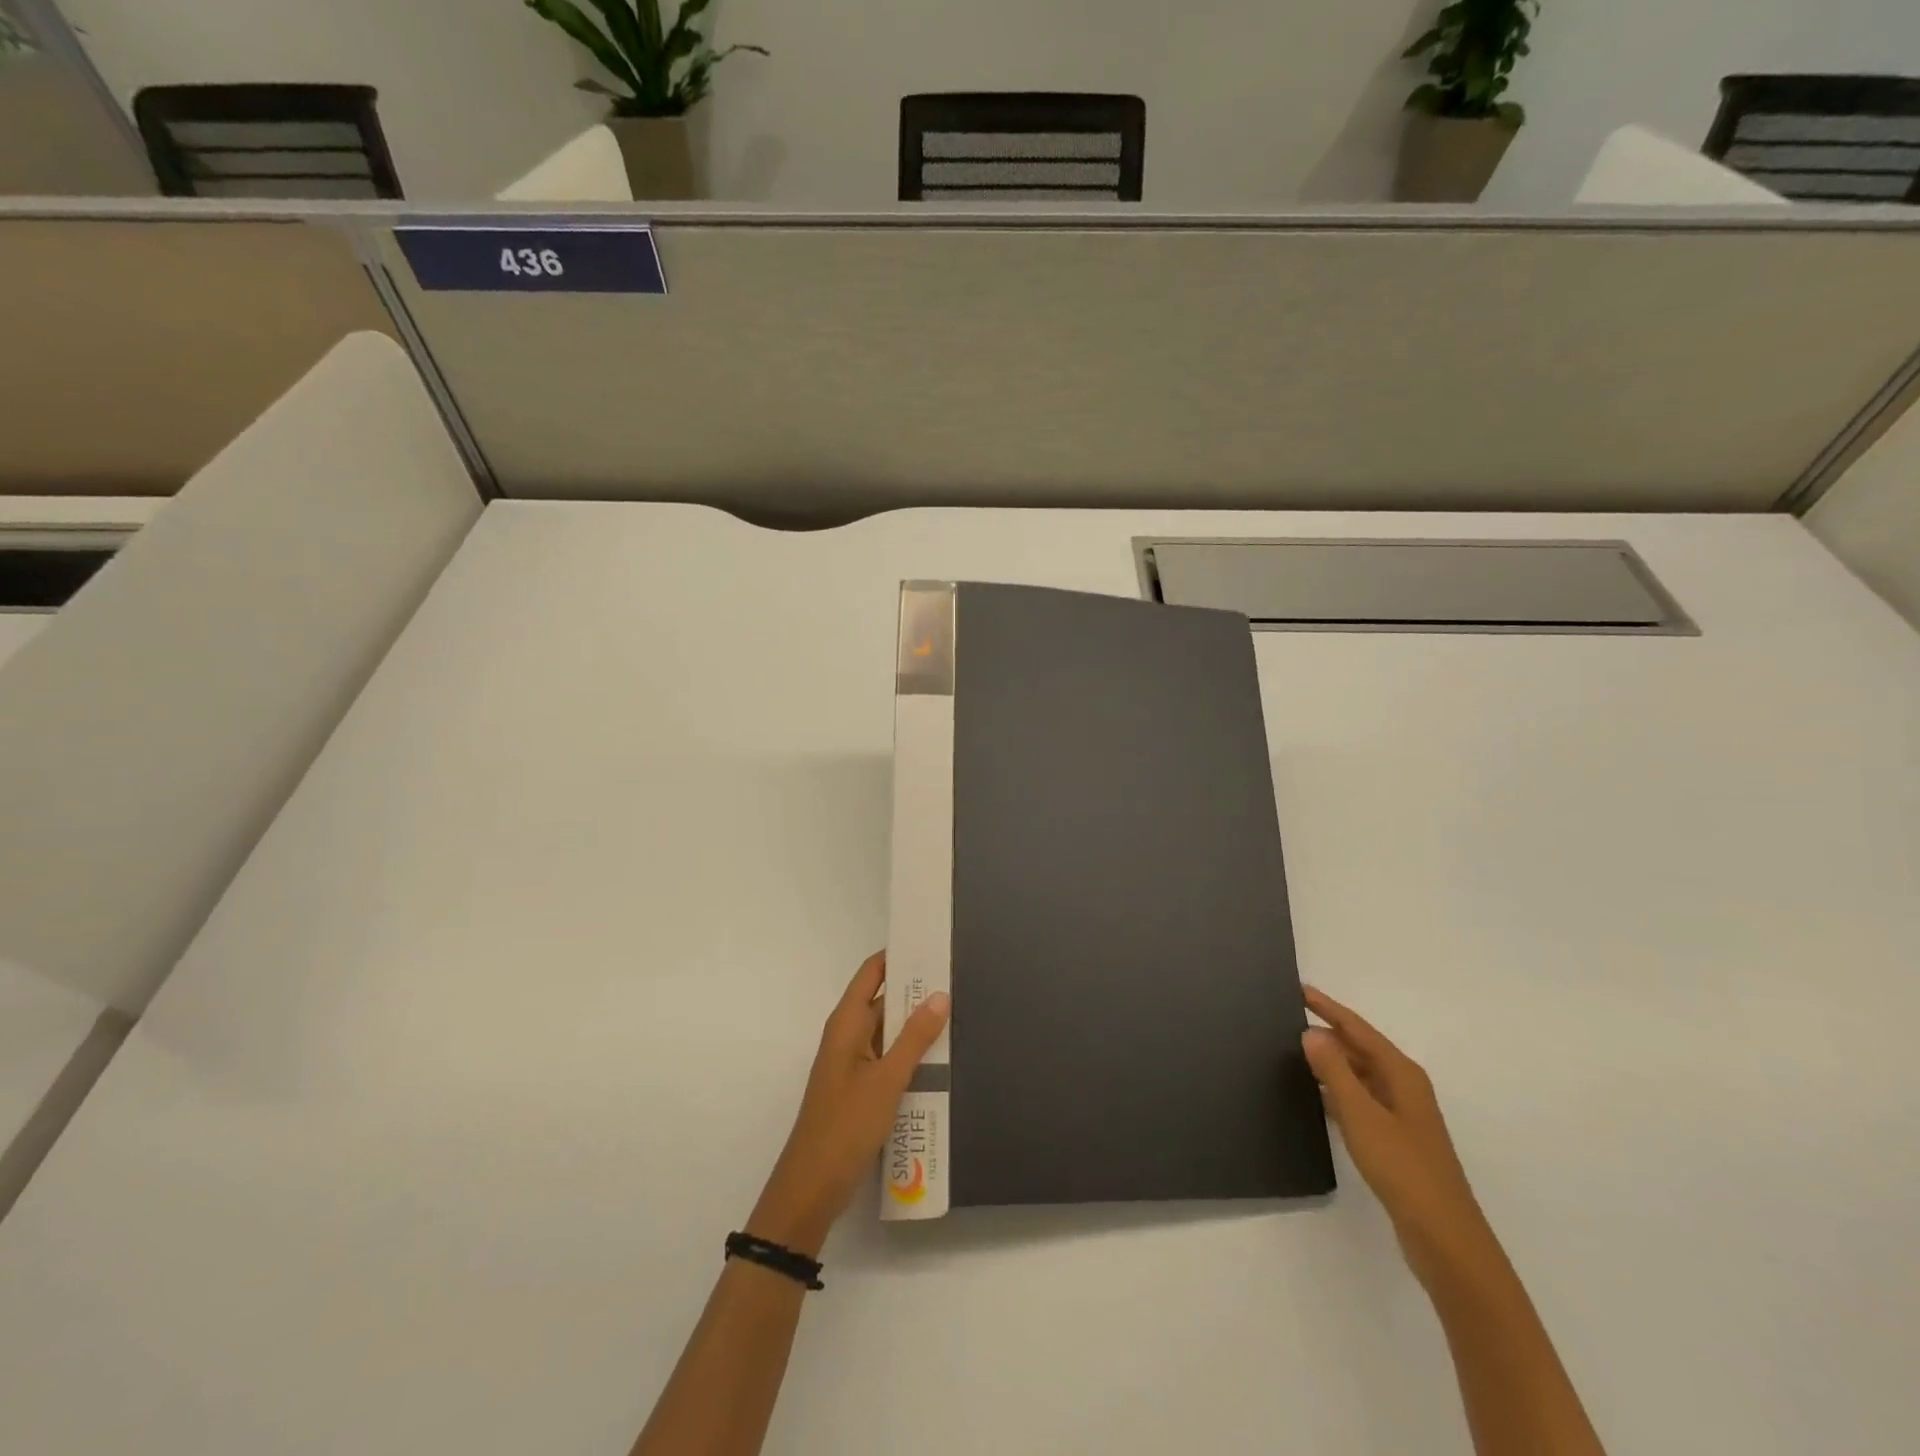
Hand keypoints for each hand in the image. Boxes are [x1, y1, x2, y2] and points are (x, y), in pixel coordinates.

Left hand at [747, 952, 949, 1257]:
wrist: (813, 1187)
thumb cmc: (846, 1125)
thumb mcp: (886, 1080)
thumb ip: (914, 1037)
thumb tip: (940, 994)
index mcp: (846, 1023)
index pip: (873, 972)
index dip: (898, 954)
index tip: (931, 943)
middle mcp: (849, 1036)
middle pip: (884, 1000)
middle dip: (916, 990)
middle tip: (958, 977)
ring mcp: (855, 1064)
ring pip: (890, 1032)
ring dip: (917, 1025)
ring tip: (960, 1012)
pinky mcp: (862, 1089)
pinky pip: (890, 1059)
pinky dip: (912, 1054)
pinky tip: (943, 1059)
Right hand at [1301, 986, 1495, 1288]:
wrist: (1444, 1238)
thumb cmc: (1403, 1168)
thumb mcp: (1361, 1115)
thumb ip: (1334, 1071)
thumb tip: (1311, 1032)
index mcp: (1401, 1074)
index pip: (1357, 1029)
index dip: (1328, 1008)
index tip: (1299, 989)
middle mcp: (1403, 1088)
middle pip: (1360, 1049)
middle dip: (1328, 1032)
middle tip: (1287, 1020)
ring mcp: (1401, 1115)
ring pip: (1359, 1076)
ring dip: (1331, 1063)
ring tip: (1293, 1052)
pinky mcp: (1394, 1140)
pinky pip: (1359, 1101)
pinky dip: (1336, 1091)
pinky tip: (1313, 1096)